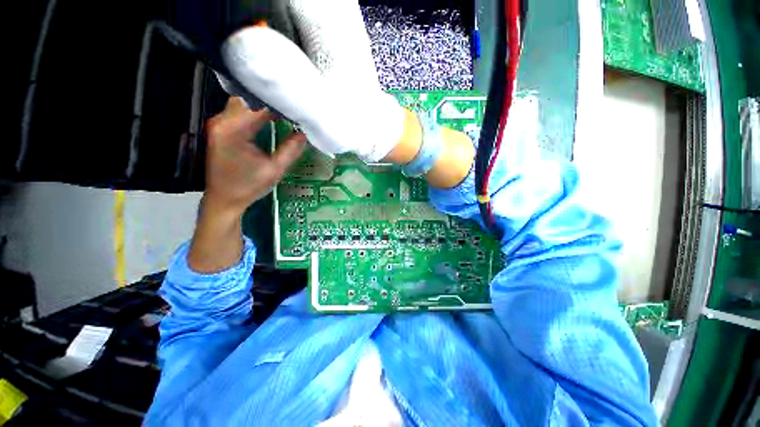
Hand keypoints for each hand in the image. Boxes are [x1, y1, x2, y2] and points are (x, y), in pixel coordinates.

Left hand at [204, 96, 305, 215]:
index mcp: (234, 130)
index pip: (259, 106)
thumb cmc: (248, 187)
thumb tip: (303, 133)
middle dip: (270, 101)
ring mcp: (218, 124)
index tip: (296, 107)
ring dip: (262, 105)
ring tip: (282, 110)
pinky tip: (268, 117)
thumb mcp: (274, 170)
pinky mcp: (220, 129)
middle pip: (248, 98)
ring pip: (242, 103)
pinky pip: (239, 112)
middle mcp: (222, 121)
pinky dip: (254, 111)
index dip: (279, 104)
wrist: (223, 199)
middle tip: (291, 107)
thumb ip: (290, 150)